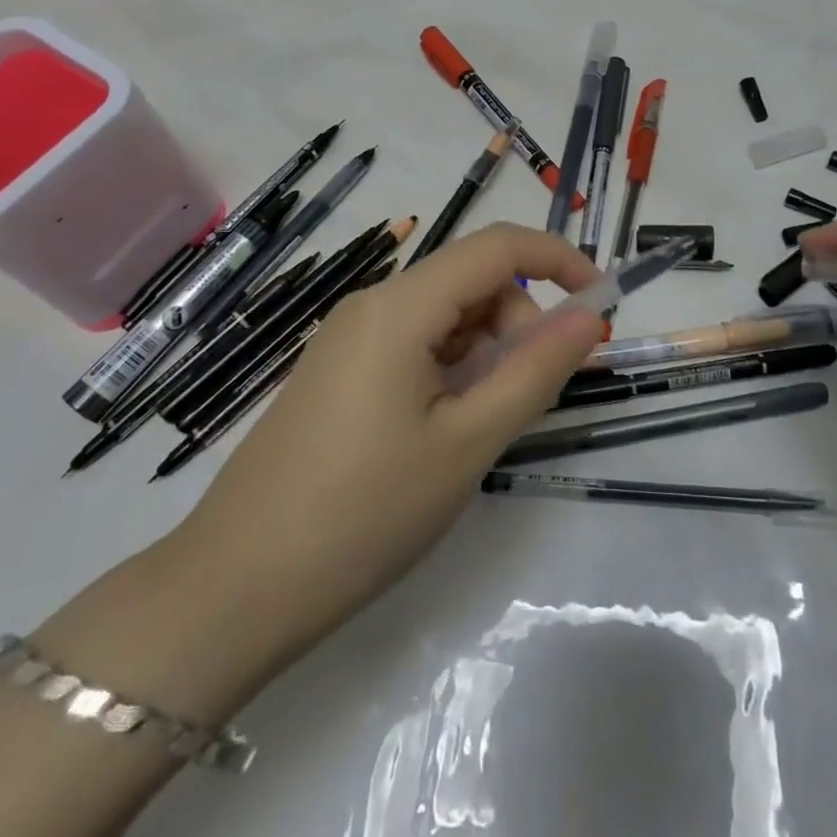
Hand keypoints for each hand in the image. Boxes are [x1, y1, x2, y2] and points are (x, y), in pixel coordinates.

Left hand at [176, 223, 603, 666]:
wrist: (234, 590)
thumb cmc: (364, 513)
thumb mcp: (468, 443)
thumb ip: (536, 371)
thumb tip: (590, 316)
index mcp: (400, 306)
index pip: (498, 246)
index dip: (559, 259)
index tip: (602, 304)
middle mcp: (372, 304)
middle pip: (472, 282)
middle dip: (519, 323)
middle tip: (528, 397)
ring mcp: (350, 338)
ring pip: (446, 316)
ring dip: (486, 353)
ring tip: (479, 427)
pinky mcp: (340, 371)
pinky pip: (416, 345)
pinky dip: (452, 370)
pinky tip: (445, 430)